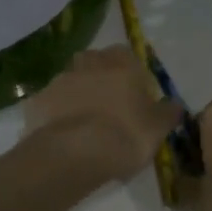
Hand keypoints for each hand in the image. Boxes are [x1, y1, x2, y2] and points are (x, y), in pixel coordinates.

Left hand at [23, 47, 183, 185]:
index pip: (128, 56)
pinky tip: (64, 137)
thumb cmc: (125, 135)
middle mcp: (88, 64)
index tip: (136, 97)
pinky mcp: (36, 103)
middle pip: (96, 64)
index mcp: (121, 63)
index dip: (133, 75)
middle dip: (102, 79)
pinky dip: (57, 116)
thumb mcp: (158, 128)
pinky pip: (51, 105)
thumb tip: (175, 105)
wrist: (73, 154)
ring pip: (71, 82)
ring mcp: (58, 81)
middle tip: (111, 108)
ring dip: (78, 96)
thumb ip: (169, 113)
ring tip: (86, 126)